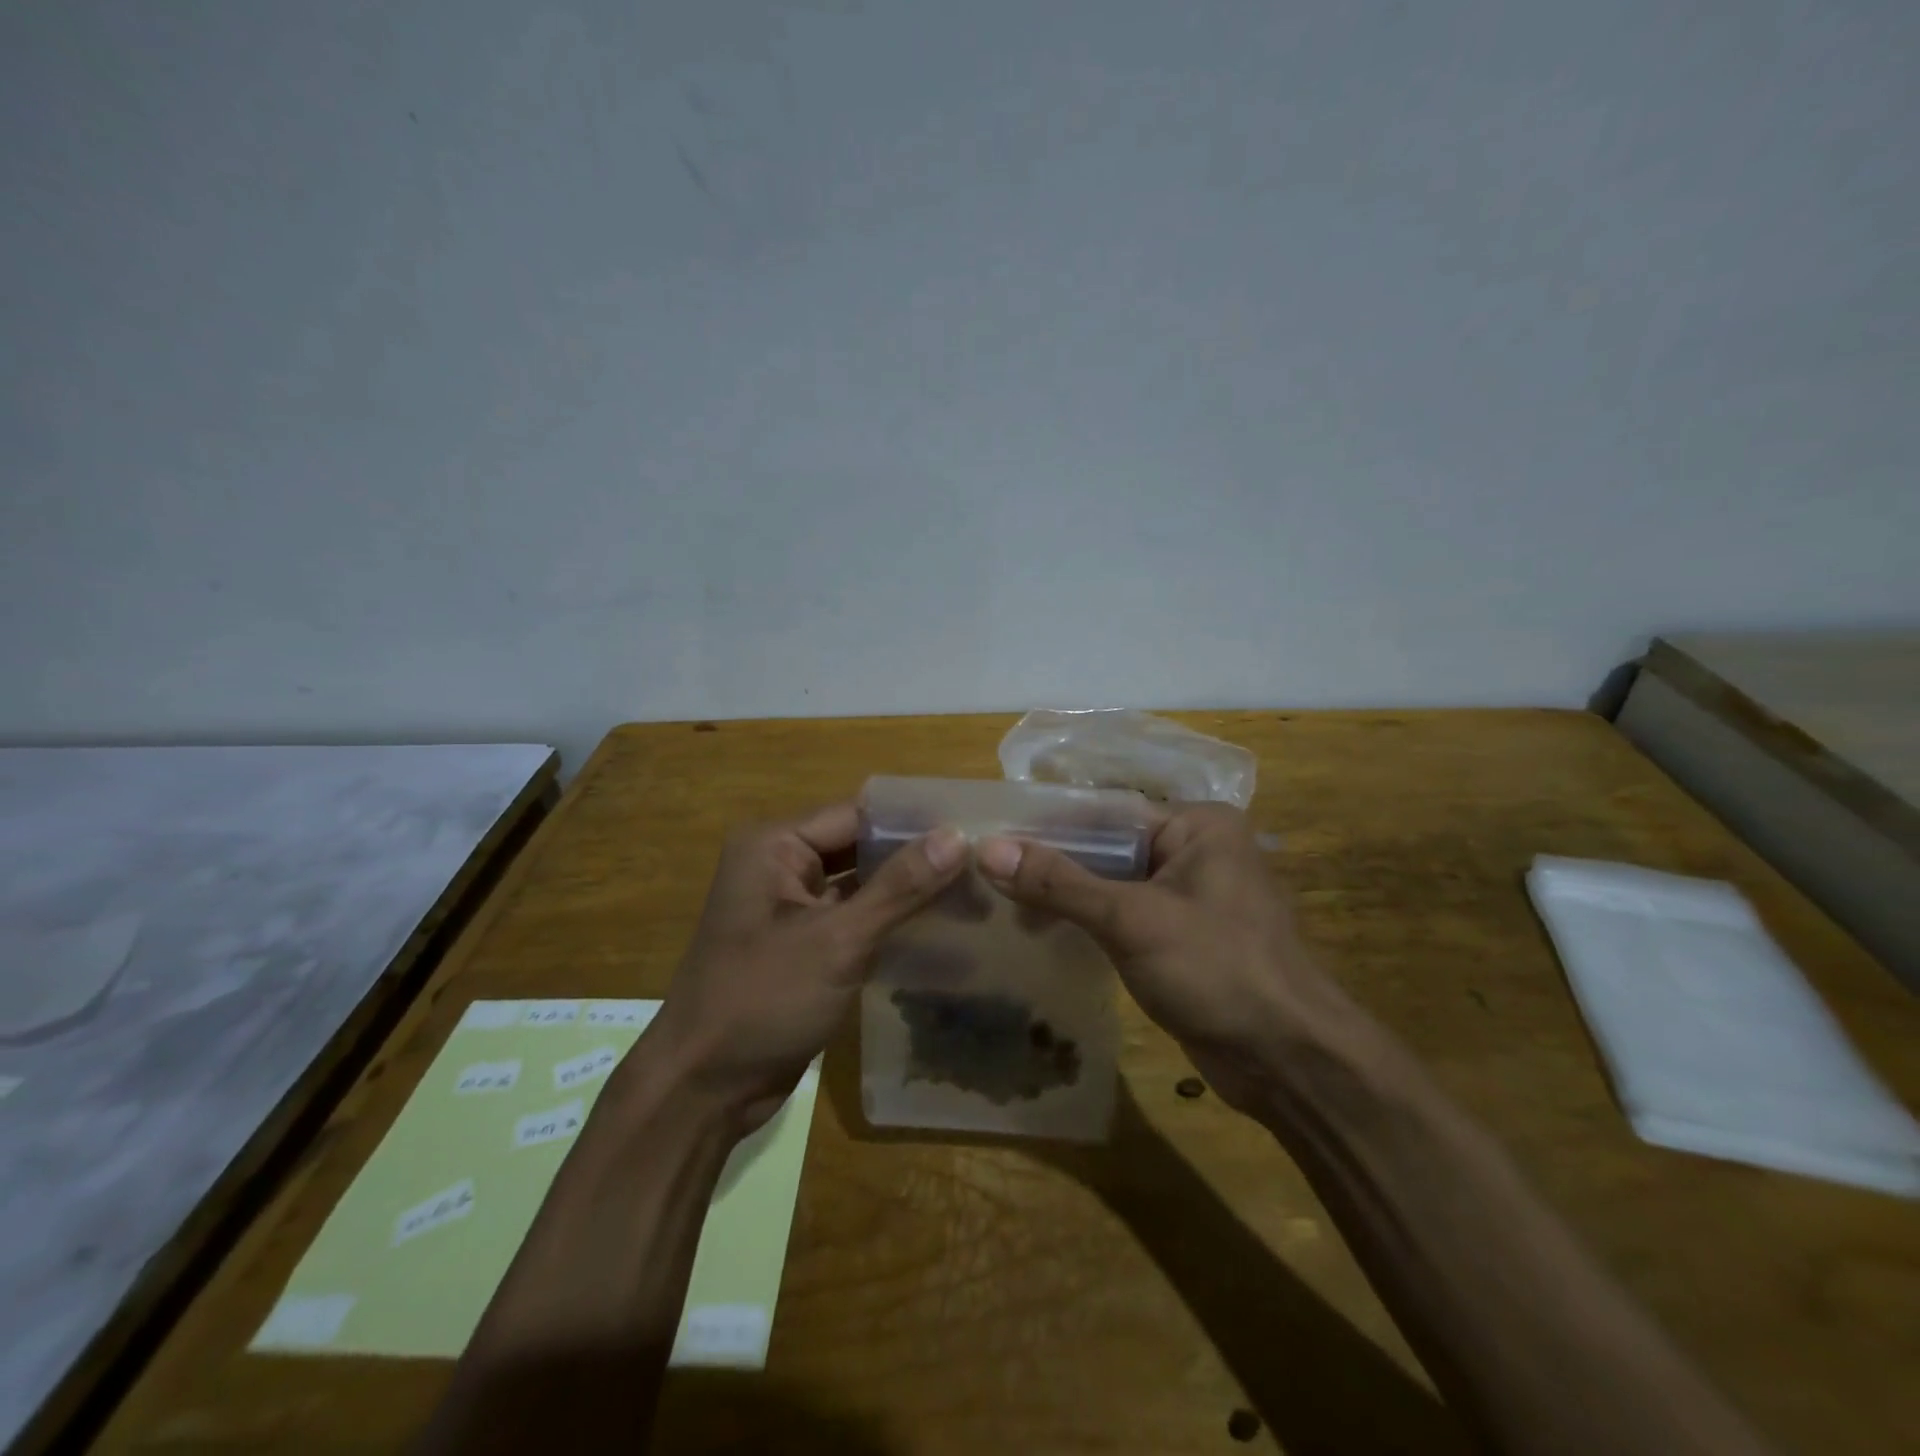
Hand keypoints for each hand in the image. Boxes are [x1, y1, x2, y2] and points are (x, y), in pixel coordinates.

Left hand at [647, 802, 966, 1132]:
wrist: (703, 1090)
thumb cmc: (762, 1000)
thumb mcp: (836, 941)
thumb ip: (899, 887)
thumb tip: (957, 835)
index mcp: (775, 846)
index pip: (857, 815)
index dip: (914, 822)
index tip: (974, 828)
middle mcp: (781, 865)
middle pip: (860, 847)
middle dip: (916, 857)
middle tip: (983, 862)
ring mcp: (792, 907)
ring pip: (862, 884)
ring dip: (908, 891)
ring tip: (975, 891)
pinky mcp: (805, 945)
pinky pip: (855, 918)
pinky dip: (891, 921)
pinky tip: (942, 928)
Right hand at [977, 803, 1352, 1110]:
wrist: (1289, 1062)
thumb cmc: (1216, 970)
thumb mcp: (1130, 920)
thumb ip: (1058, 883)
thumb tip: (987, 849)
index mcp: (1197, 825)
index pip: (1106, 813)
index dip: (1048, 826)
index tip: (991, 837)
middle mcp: (1196, 851)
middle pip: (1108, 848)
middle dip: (1053, 866)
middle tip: (988, 876)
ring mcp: (1191, 897)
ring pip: (1113, 885)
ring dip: (1066, 897)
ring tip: (1003, 907)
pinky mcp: (1183, 938)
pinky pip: (1125, 917)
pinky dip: (1089, 923)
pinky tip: (1044, 932)